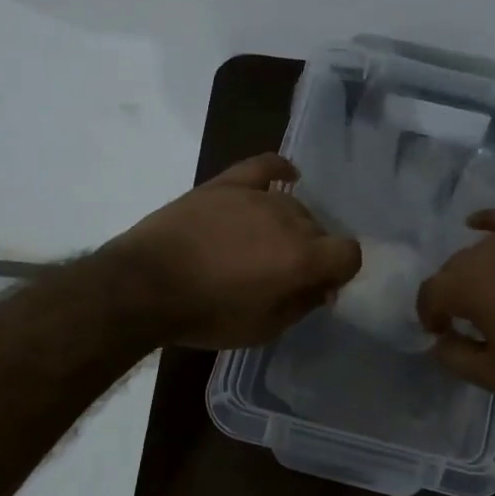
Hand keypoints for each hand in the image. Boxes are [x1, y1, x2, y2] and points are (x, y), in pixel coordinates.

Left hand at [106, 154, 361, 349]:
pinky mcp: (227, 183)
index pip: (349, 253)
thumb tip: (322, 288)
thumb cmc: (207, 315)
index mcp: (303, 257)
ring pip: (293, 206)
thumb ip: (302, 304)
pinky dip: (280, 170)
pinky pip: (265, 166)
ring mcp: (257, 196)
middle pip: (320, 230)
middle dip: (311, 253)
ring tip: (262, 246)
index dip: (340, 272)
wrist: (145, 286)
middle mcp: (289, 220)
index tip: (319, 287)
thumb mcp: (264, 329)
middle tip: (282, 275)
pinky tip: (287, 176)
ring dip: (289, 227)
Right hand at [417, 212, 494, 393]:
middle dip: (452, 293)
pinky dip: (486, 223)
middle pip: (452, 269)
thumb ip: (455, 358)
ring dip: (474, 269)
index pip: (429, 293)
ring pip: (478, 249)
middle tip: (467, 317)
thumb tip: (437, 342)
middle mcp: (481, 253)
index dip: (429, 314)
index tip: (440, 331)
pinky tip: (477, 225)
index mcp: (464, 286)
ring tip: (490, 290)